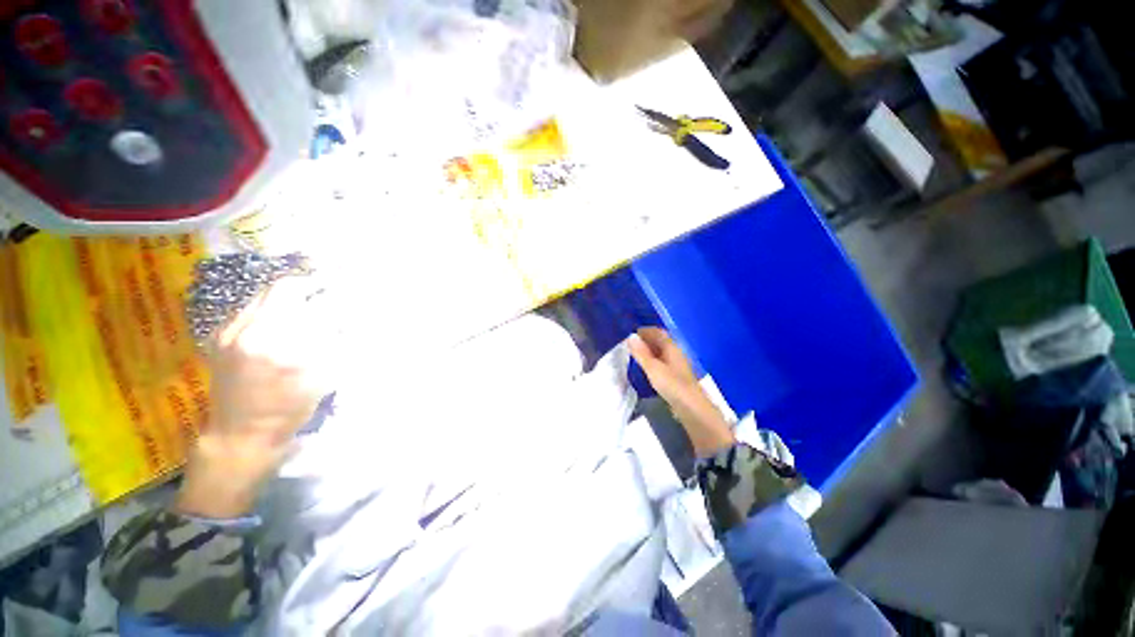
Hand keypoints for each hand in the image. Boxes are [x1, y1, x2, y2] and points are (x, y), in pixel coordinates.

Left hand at [176, 278, 327, 518]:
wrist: (241, 433)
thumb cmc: (290, 409)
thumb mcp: (324, 377)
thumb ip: (335, 341)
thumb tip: (345, 315)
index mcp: (285, 347)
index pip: (315, 305)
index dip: (332, 294)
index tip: (344, 291)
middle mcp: (253, 333)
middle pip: (283, 289)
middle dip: (309, 286)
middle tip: (324, 290)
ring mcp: (230, 332)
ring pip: (264, 295)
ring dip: (289, 295)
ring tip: (304, 302)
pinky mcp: (219, 336)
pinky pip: (249, 308)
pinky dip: (270, 307)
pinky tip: (279, 320)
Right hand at [629, 327, 733, 456]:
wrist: (693, 409)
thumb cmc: (672, 385)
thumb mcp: (652, 368)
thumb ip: (641, 353)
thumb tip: (630, 337)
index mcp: (672, 347)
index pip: (658, 332)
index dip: (645, 331)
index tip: (631, 333)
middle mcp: (676, 353)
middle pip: (661, 341)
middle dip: (646, 340)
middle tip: (631, 344)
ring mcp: (678, 365)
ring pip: (662, 352)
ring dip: (650, 351)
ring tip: (636, 355)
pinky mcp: (677, 376)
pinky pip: (663, 362)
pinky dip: (653, 361)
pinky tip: (647, 369)